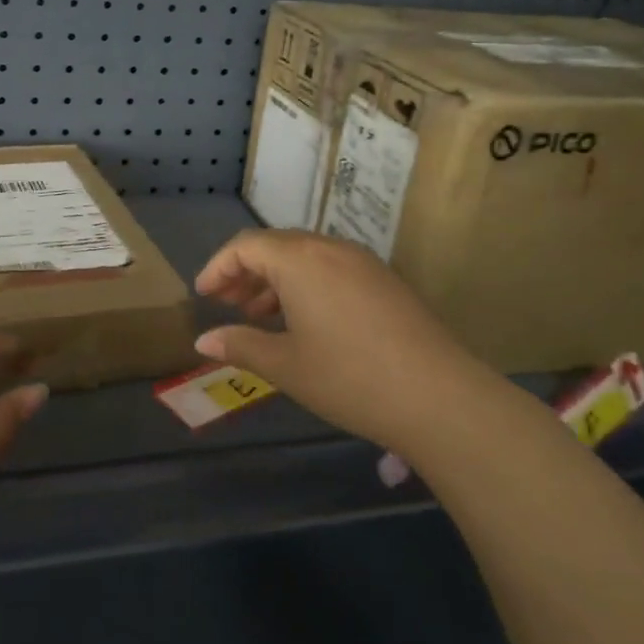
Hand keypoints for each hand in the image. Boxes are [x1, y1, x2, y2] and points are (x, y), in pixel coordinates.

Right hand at [192, 230, 493, 452]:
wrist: (440, 397)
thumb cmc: (349, 378)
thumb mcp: (286, 366)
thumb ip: (240, 346)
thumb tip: (203, 341)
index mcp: (299, 260)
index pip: (246, 246)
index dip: (218, 267)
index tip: (203, 296)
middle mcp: (330, 248)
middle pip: (275, 246)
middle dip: (245, 272)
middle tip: (227, 305)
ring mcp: (363, 262)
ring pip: (305, 257)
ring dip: (276, 279)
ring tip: (261, 315)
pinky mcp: (385, 280)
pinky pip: (332, 268)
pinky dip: (306, 285)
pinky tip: (304, 321)